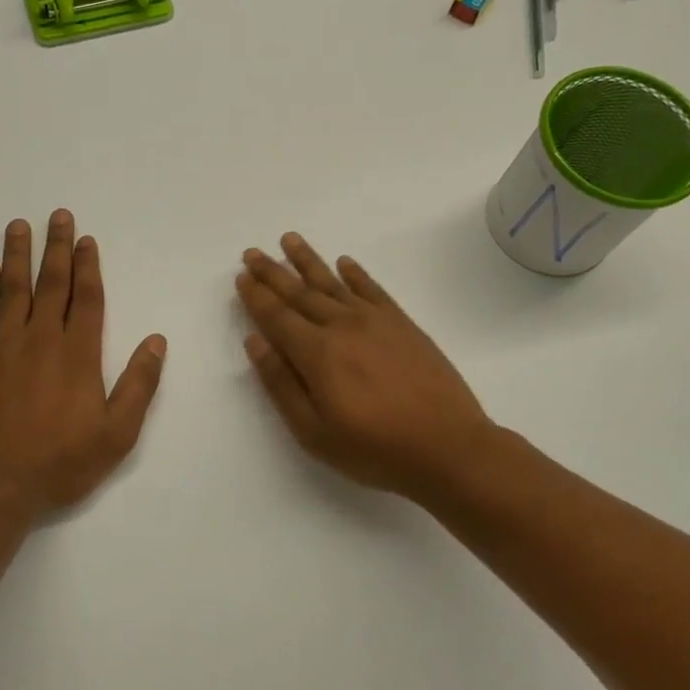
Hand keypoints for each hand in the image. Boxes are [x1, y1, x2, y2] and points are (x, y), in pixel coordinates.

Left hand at [0, 211, 166, 522]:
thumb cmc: (59, 465)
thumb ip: (139, 385)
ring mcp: (1, 347)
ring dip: (18, 255)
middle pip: (51, 284)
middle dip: (57, 248)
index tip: (87, 240)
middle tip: (58, 215)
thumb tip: (156, 341)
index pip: (87, 299)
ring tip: (19, 225)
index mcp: (78, 355)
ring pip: (12, 290)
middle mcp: (40, 340)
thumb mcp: (116, 435)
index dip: (88, 267)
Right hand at [236, 235, 496, 503]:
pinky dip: (356, 274)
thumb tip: (255, 342)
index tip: (241, 277)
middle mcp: (343, 327)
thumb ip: (281, 384)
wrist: (448, 447)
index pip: (277, 316)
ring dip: (308, 261)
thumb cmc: (374, 449)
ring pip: (333, 283)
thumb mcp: (314, 432)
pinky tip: (345, 263)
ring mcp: (376, 321)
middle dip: (273, 272)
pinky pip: (373, 289)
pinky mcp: (403, 324)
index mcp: (317, 354)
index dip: (256, 296)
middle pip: (300, 292)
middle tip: (252, 252)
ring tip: (289, 240)